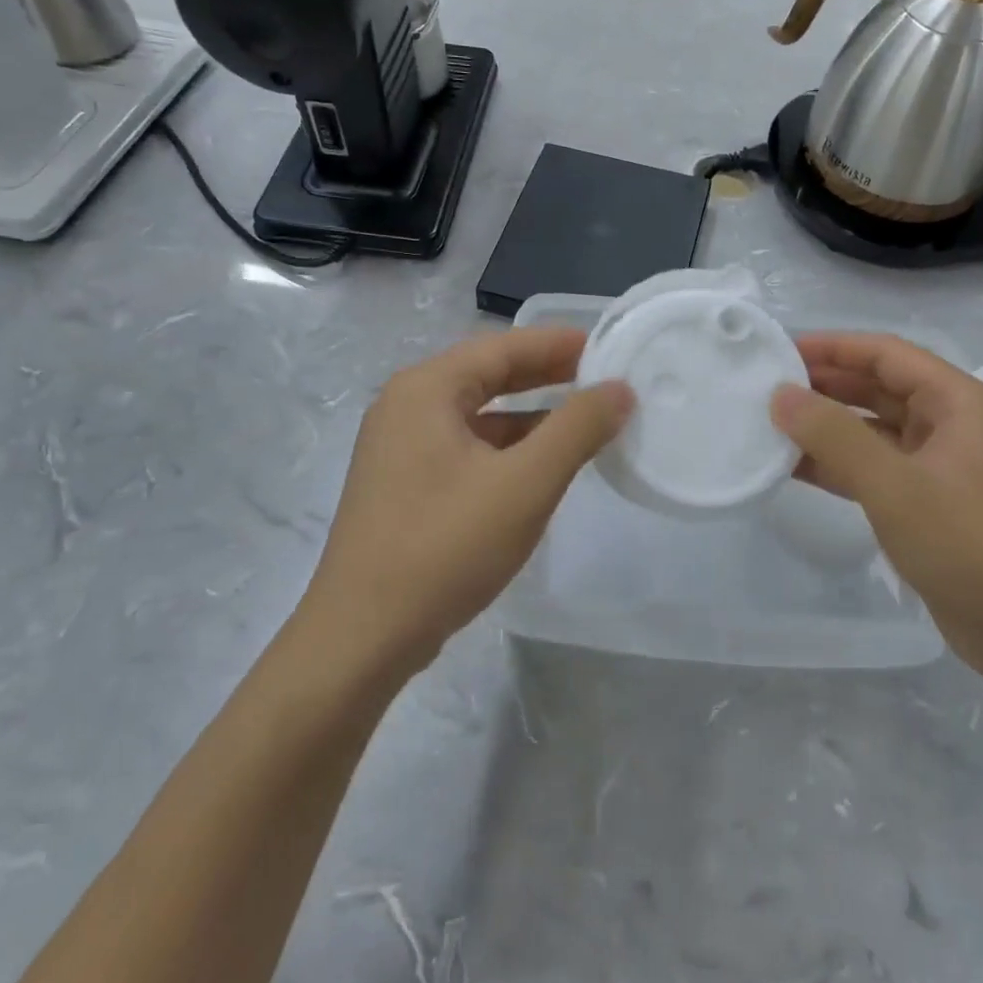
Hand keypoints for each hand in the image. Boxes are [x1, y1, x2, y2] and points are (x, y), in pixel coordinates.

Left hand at [299, 328, 632, 675]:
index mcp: (426, 390)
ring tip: (581, 422)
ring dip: (528, 414)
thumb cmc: (445, 547)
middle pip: (487, 375)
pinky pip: (465, 447)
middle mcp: (406, 407)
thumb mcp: (525, 483)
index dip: (557, 344)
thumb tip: (619, 389)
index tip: (605, 347)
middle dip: (545, 375)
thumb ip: (577, 428)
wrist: (362, 638)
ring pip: (477, 415)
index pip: (502, 347)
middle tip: (600, 378)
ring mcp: (399, 449)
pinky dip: (506, 447)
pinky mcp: (403, 486)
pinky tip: (538, 467)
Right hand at [772, 333, 982, 678]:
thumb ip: (834, 435)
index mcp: (956, 401)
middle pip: (878, 386)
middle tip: (767, 387)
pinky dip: (837, 463)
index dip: (832, 346)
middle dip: (825, 384)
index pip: (885, 353)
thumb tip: (780, 395)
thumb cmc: (969, 544)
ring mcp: (938, 464)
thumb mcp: (895, 485)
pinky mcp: (926, 501)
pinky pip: (874, 467)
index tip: (780, 349)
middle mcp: (949, 423)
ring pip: (872, 428)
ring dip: (826, 426)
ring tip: (771, 424)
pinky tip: (794, 467)